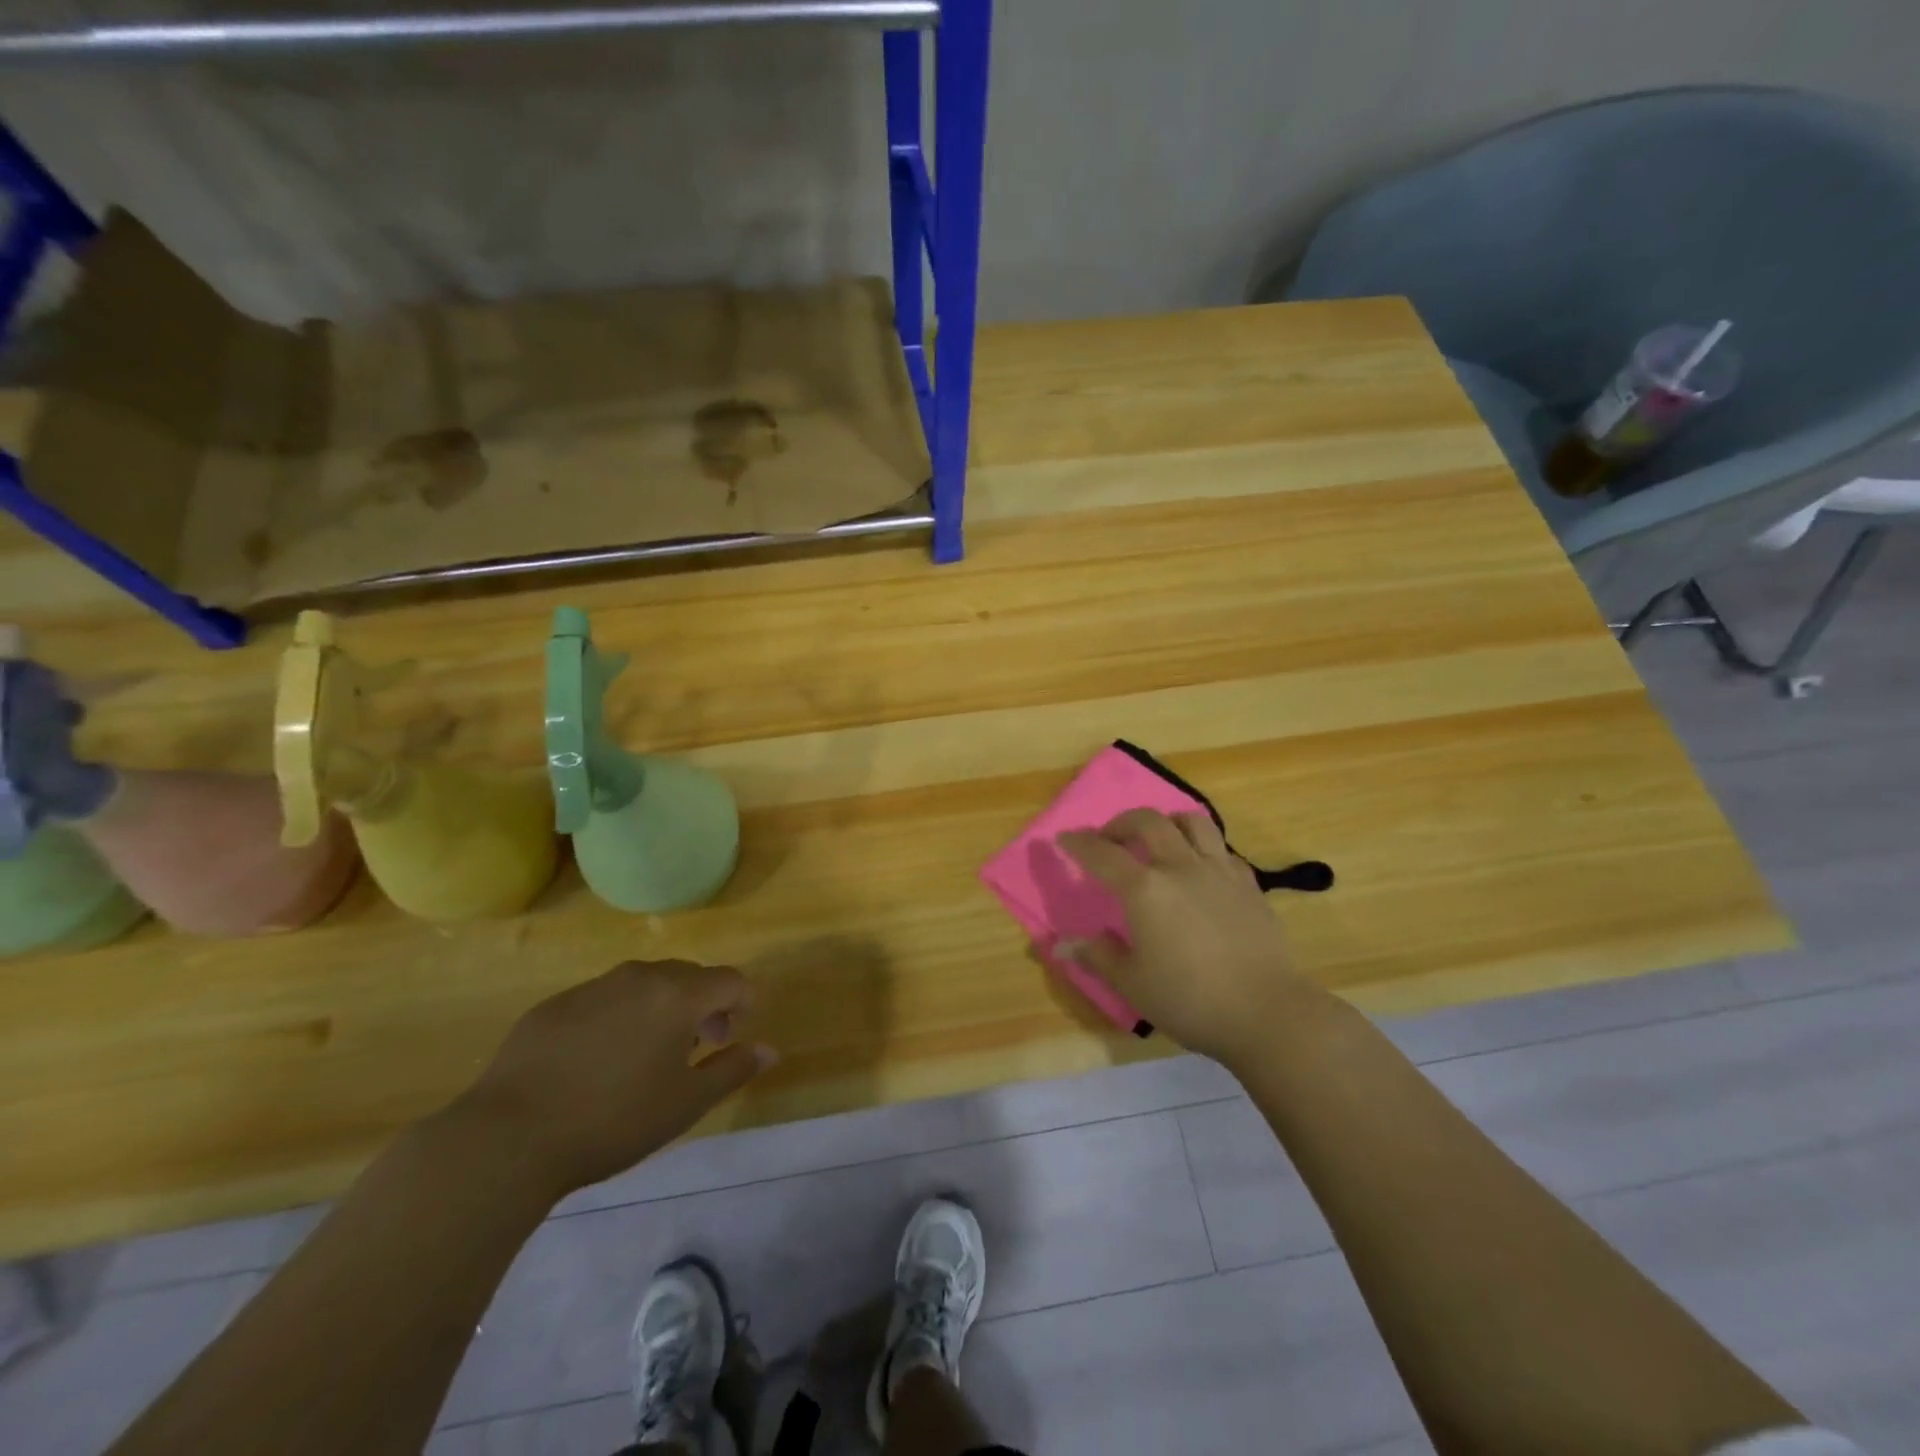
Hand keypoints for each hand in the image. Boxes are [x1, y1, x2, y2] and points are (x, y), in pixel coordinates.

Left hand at [450, 960, 775, 1196]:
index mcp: (678, 994)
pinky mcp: (553, 1006)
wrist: (509, 1138)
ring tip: (648, 1055)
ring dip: (660, 1008)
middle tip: (697, 1048)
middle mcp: (639, 977)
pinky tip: (598, 1062)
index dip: (742, 1003)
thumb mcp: (685, 1103)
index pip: (729, 980)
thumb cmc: (614, 1120)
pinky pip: (603, 999)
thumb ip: (733, 1069)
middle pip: (688, 976)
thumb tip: (770, 1049)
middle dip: (703, 1005)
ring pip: (643, 984)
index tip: (733, 1035)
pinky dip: (617, 1017)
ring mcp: (592, 987)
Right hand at [1057, 809, 1314, 1064]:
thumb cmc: (1190, 1000)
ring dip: (1167, 822)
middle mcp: (1179, 867)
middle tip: (1109, 839)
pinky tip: (1198, 868)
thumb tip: (1062, 945)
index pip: (1102, 854)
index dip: (1079, 843)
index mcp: (1144, 889)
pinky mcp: (1248, 884)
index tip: (1064, 838)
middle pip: (1148, 822)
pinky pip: (1221, 849)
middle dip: (1121, 823)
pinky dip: (1202, 848)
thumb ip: (1098, 956)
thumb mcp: (1133, 984)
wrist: (1267, 1012)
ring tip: (1158, 838)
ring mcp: (1218, 871)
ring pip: (1192, 822)